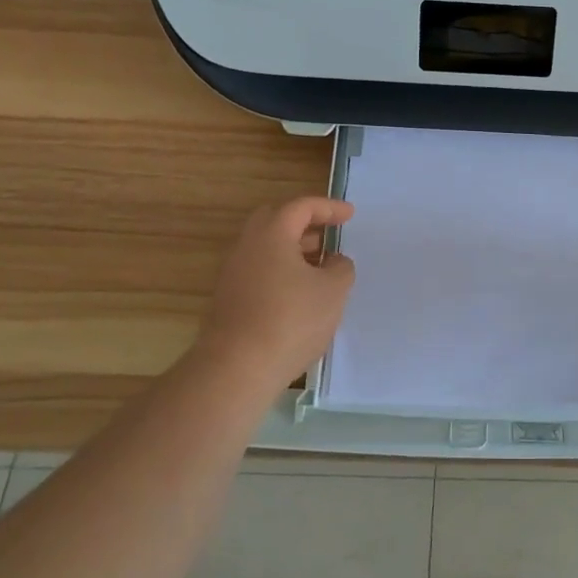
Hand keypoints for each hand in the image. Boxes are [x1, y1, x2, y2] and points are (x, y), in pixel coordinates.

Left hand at [197, 197, 356, 391]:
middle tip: (328, 234)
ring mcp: (233, 274)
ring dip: (293, 250)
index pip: (301, 207)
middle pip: (276, 220)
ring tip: (320, 266)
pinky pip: (259, 271)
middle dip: (305, 224)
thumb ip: (341, 267)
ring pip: (266, 248)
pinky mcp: (228, 300)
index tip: (350, 215)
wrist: (236, 369)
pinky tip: (300, 294)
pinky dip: (281, 271)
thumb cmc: (291, 321)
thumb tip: (333, 261)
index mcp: (271, 234)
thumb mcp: (333, 291)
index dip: (329, 207)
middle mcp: (247, 246)